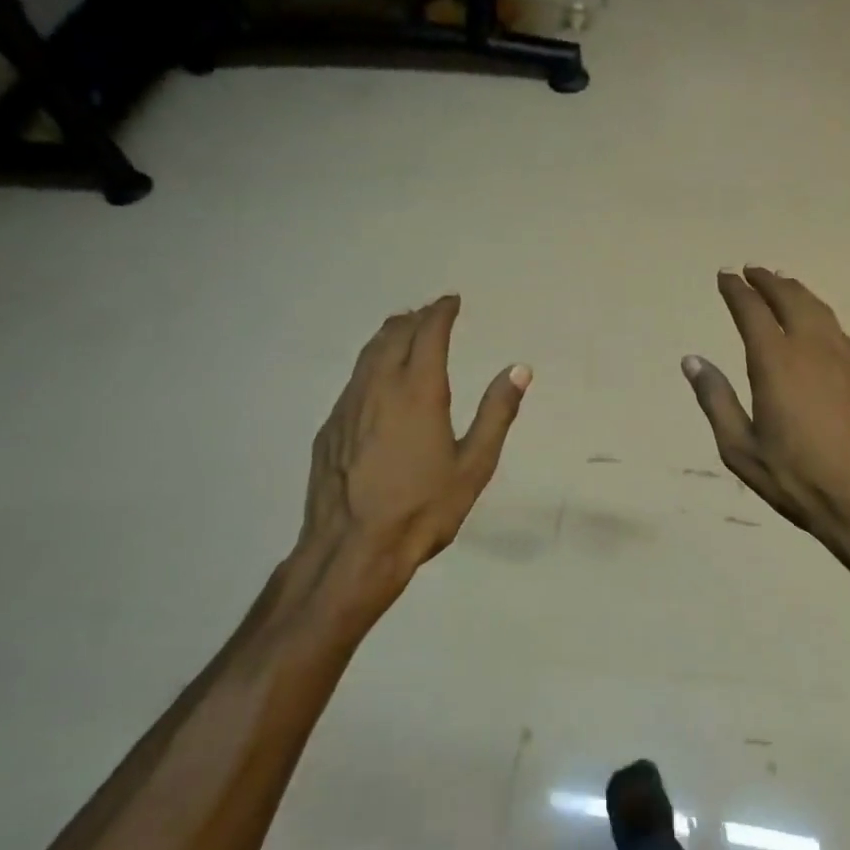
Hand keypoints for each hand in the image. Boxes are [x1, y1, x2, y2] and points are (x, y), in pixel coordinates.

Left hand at [298, 296, 528, 607]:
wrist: (353, 548)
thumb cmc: (423, 508)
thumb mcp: (474, 465)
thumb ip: (497, 413)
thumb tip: (519, 369)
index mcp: (418, 392)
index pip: (429, 334)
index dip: (441, 312)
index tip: (452, 301)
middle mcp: (378, 388)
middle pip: (393, 335)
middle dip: (414, 318)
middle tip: (430, 313)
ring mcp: (348, 407)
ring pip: (367, 355)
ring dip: (388, 335)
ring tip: (402, 330)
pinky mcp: (330, 428)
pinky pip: (353, 381)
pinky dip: (370, 364)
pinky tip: (375, 380)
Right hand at [683, 268, 849, 583]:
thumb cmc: (800, 480)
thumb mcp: (742, 450)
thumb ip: (716, 400)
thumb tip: (692, 361)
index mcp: (776, 362)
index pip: (751, 310)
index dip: (736, 290)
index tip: (724, 275)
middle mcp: (813, 347)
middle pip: (790, 298)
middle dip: (768, 281)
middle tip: (752, 271)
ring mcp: (848, 357)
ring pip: (820, 309)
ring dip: (797, 292)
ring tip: (784, 284)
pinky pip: (840, 330)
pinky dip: (822, 316)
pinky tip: (820, 327)